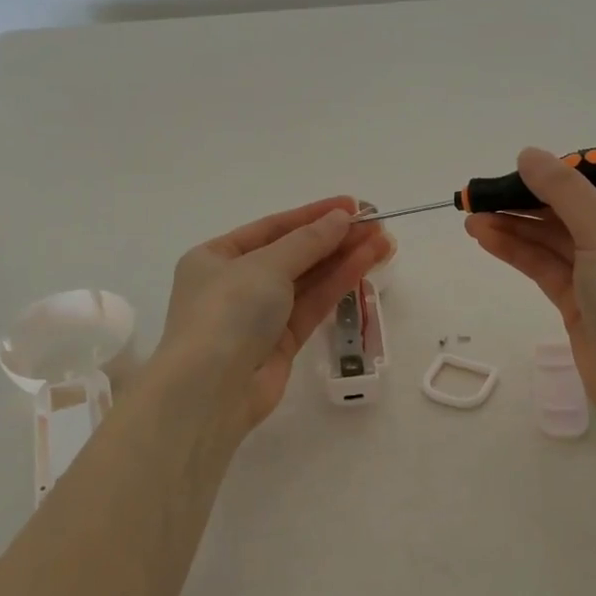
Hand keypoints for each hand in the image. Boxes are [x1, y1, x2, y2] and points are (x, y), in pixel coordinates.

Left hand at [155, 196, 389, 438]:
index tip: (352, 205)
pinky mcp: (281, 343)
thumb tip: (341, 218)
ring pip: (308, 280)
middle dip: (335, 238)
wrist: (211, 390)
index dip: (313, 215)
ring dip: (344, 259)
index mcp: (216, 257)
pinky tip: (365, 264)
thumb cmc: (228, 312)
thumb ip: (308, 241)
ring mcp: (260, 315)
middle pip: (294, 254)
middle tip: (377, 223)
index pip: (272, 228)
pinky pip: (313, 306)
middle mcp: (236, 283)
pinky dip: (338, 285)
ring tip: (384, 242)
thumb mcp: (266, 265)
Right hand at [466, 148, 595, 427]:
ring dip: (516, 225)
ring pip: (555, 238)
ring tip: (471, 214)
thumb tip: (529, 154)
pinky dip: (517, 251)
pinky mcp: (581, 303)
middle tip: (486, 190)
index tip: (535, 165)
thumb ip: (564, 190)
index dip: (576, 167)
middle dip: (531, 197)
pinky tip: (485, 237)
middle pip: (576, 207)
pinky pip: (546, 267)